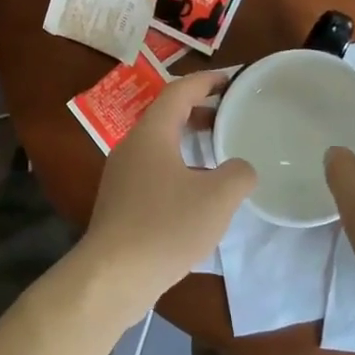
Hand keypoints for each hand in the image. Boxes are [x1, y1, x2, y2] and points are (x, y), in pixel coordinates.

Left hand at [79, 71, 255, 315]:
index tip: (232, 79)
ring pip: (159, 144)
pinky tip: (196, 192)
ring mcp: (122, 174)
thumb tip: (241, 168)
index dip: (207, 81)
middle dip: (199, 111)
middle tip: (230, 115)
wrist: (113, 275)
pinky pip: (153, 168)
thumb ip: (238, 174)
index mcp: (152, 133)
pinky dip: (178, 165)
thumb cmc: (166, 226)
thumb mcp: (217, 198)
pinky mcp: (120, 200)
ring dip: (188, 140)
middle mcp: (132, 145)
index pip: (179, 91)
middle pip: (167, 115)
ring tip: (218, 152)